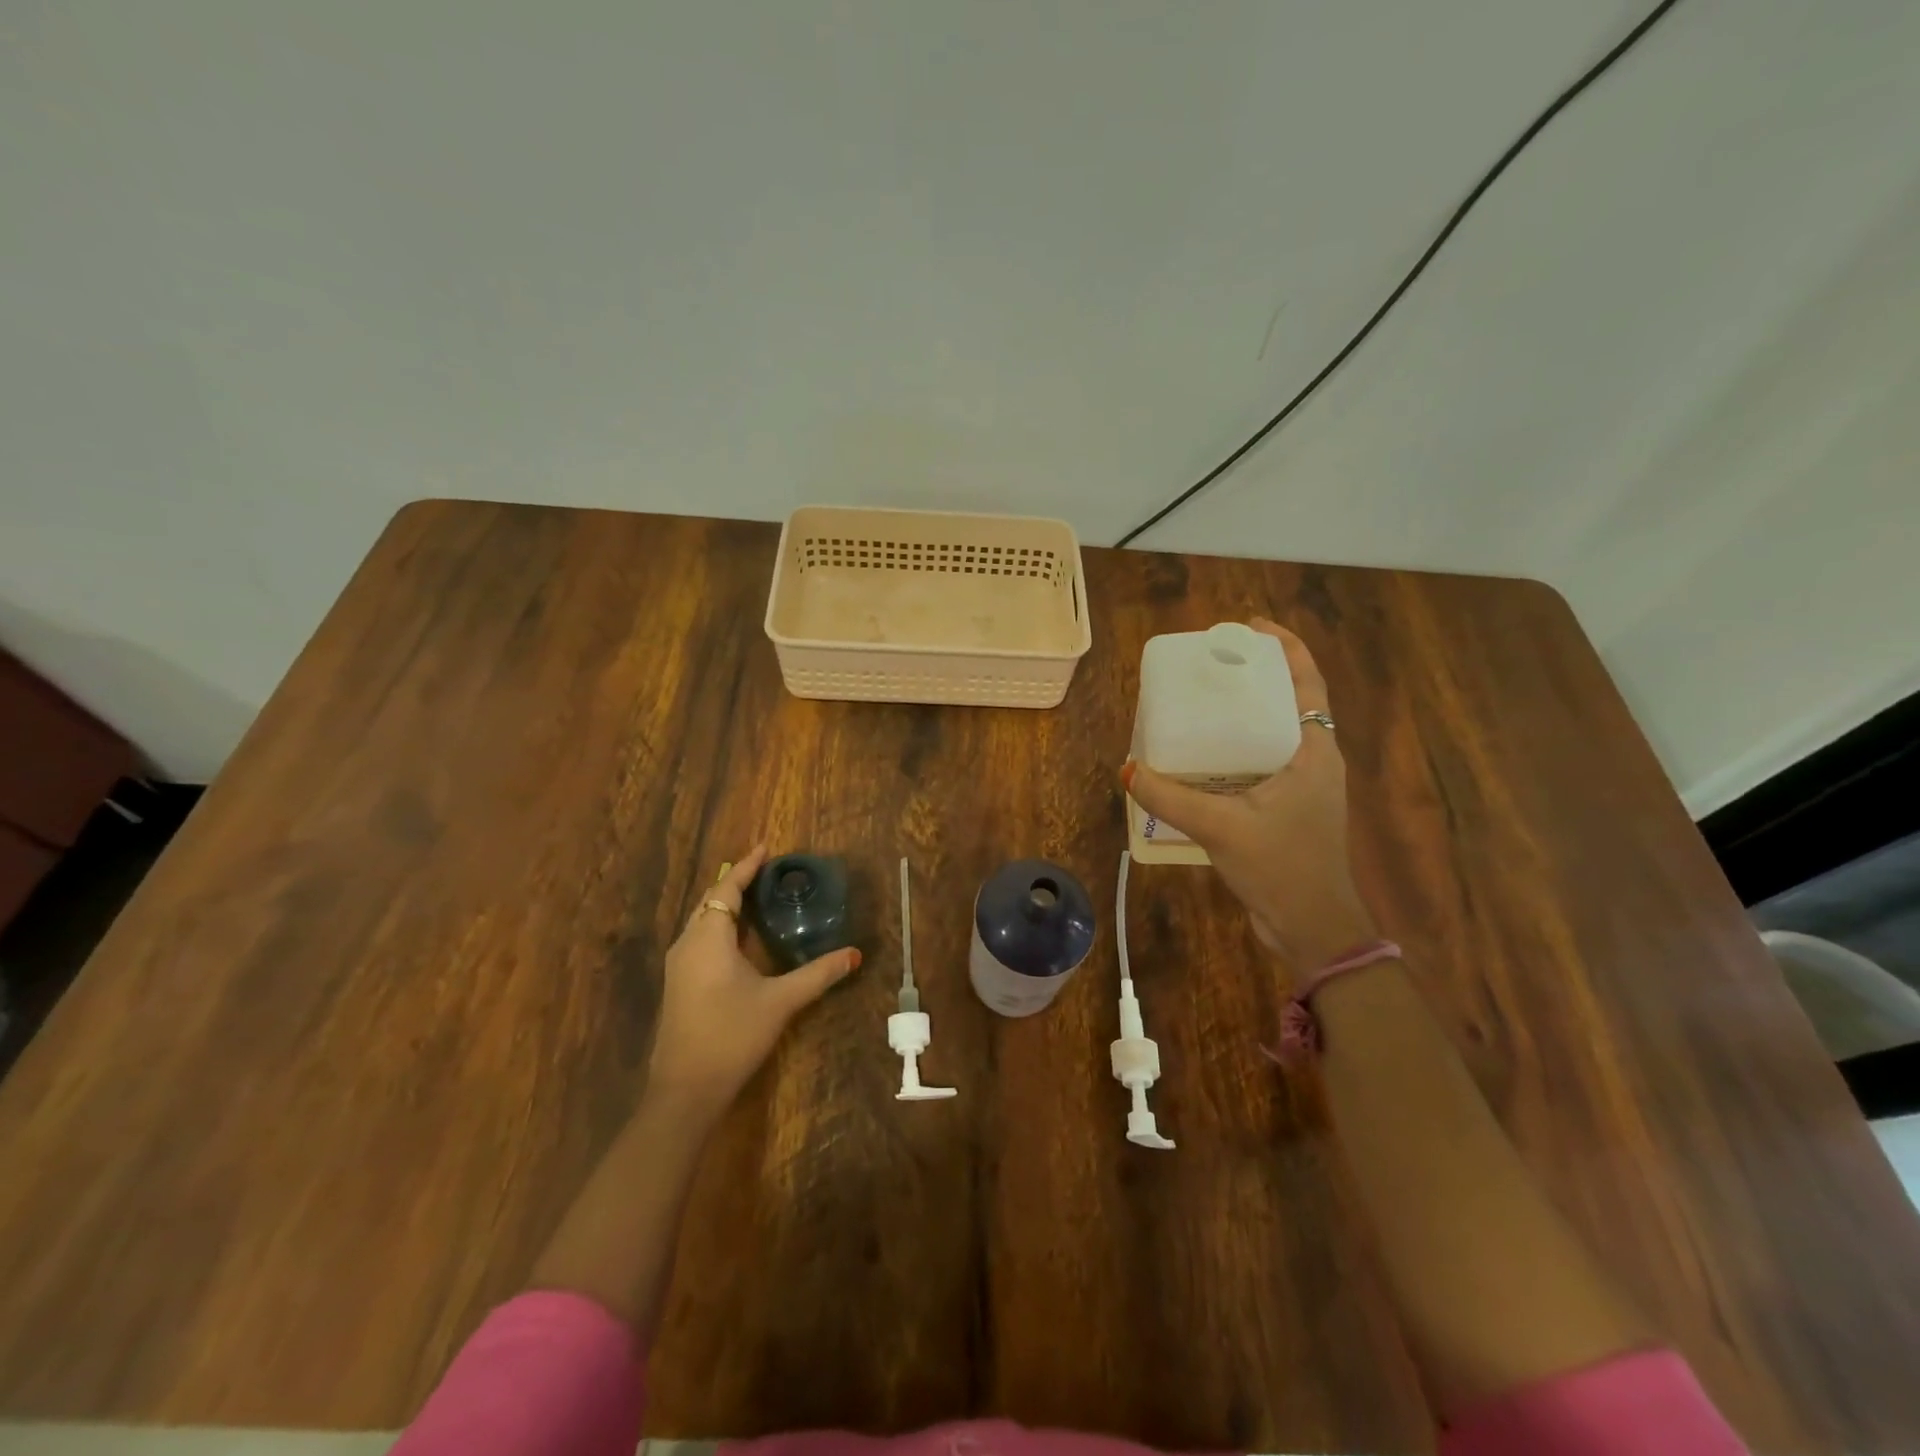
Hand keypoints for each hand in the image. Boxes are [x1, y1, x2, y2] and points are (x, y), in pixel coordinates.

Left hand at [647, 845, 860, 1117]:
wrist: (685, 1090)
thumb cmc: (732, 1035)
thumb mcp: (781, 1001)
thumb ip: (818, 974)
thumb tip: (854, 954)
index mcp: (708, 938)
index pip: (726, 888)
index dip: (746, 866)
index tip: (766, 847)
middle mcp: (688, 944)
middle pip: (711, 901)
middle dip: (737, 882)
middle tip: (768, 872)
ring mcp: (679, 966)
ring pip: (703, 921)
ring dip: (727, 905)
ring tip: (758, 897)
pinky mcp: (679, 984)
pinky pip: (700, 939)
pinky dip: (721, 926)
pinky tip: (742, 939)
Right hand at [1123, 618, 1376, 973]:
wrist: (1313, 929)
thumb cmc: (1281, 868)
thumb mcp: (1221, 827)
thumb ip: (1171, 797)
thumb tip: (1128, 769)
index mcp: (1314, 753)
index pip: (1308, 683)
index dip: (1285, 648)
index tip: (1250, 628)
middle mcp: (1314, 762)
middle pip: (1290, 702)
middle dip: (1257, 678)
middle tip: (1213, 665)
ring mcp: (1304, 788)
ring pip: (1275, 735)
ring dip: (1246, 715)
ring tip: (1203, 703)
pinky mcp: (1288, 811)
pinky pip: (1262, 764)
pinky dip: (1236, 751)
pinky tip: (1202, 758)